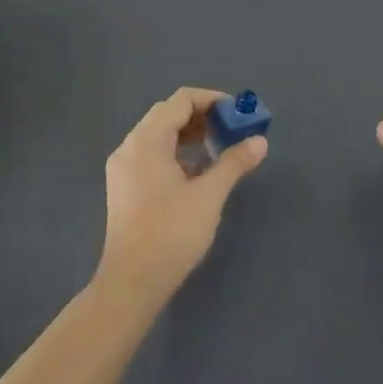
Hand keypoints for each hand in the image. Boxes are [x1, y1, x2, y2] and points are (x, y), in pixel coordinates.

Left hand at [97, 88, 267, 309]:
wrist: (132, 282)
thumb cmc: (171, 233)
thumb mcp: (209, 195)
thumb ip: (234, 162)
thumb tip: (260, 141)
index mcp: (146, 141)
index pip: (180, 100)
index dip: (211, 100)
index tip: (237, 113)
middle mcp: (129, 147)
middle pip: (167, 114)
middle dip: (201, 116)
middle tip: (230, 129)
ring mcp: (122, 168)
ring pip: (158, 135)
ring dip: (188, 134)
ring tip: (218, 148)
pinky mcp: (123, 187)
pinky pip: (151, 154)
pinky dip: (175, 152)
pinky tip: (196, 172)